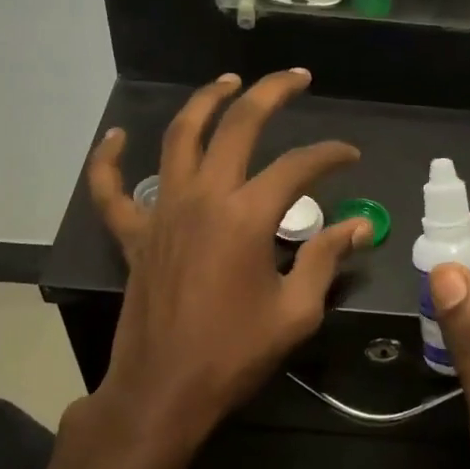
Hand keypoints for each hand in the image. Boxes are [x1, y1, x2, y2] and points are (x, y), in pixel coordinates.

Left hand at [74, 70, 371, 468]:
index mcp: (246, 216)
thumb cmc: (234, 354)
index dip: (330, 155)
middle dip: (270, 93)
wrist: (164, 390)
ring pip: (179, 138)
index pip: (298, 167)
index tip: (350, 156)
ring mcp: (162, 211)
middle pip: (237, 126)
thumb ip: (326, 259)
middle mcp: (203, 198)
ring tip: (227, 82)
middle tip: (296, 78)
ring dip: (205, 103)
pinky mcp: (133, 234)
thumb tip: (360, 226)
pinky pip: (111, 189)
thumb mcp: (296, 311)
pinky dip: (109, 160)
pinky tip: (116, 137)